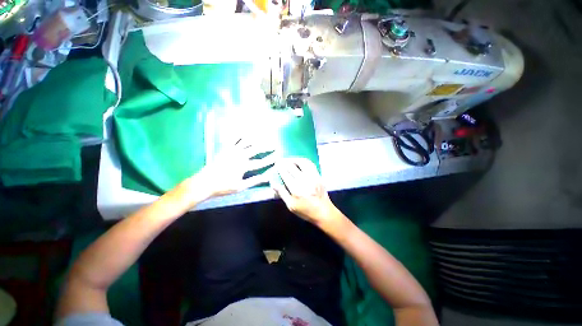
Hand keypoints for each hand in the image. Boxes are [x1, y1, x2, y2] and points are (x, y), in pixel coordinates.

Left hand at [182, 138, 275, 203]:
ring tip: (264, 136)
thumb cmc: (223, 186)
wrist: (204, 182)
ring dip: (256, 139)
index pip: (260, 162)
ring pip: (247, 142)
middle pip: (256, 149)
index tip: (277, 157)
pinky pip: (234, 139)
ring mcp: (232, 151)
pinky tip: (245, 131)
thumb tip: (267, 178)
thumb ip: (254, 181)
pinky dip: (240, 135)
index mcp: (243, 166)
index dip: (270, 160)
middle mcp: (239, 156)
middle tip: (274, 145)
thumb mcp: (240, 187)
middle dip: (267, 147)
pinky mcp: (225, 149)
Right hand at [271, 158, 338, 226]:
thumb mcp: (291, 205)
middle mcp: (304, 180)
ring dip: (295, 159)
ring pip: (302, 163)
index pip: (285, 174)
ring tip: (290, 159)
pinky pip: (311, 164)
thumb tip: (273, 184)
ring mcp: (312, 177)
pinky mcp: (318, 176)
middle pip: (292, 167)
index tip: (276, 164)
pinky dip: (304, 161)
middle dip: (285, 162)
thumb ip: (282, 193)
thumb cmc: (306, 211)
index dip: (280, 168)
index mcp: (296, 188)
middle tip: (280, 160)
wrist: (324, 212)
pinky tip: (301, 161)